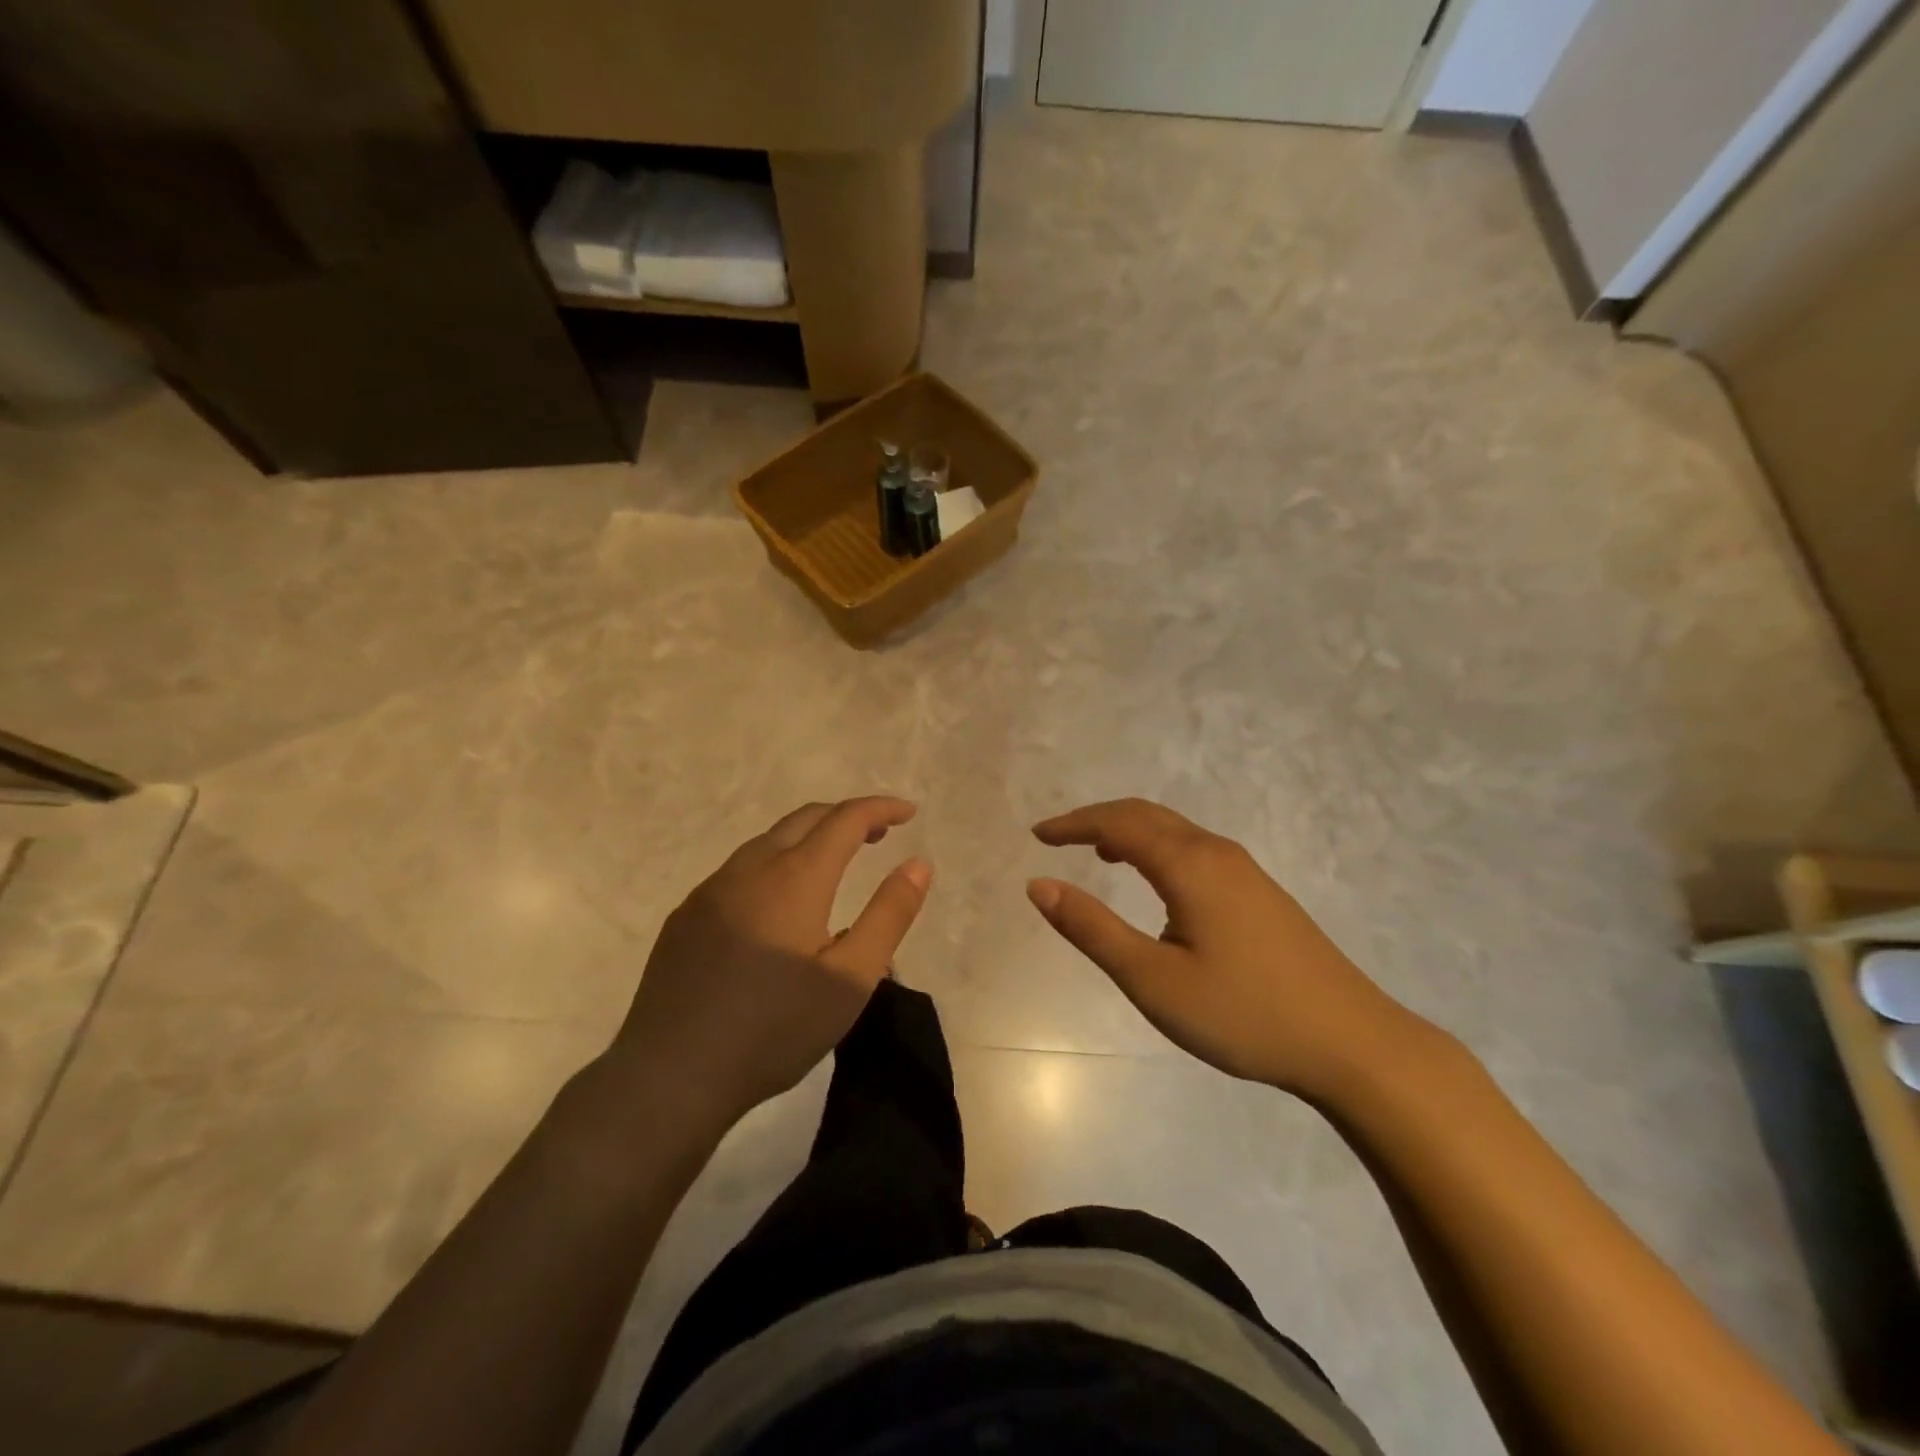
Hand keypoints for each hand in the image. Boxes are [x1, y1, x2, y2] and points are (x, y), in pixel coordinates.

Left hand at [606, 797, 931, 1136]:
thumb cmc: (775, 1029)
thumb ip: (890, 914)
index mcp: (795, 877)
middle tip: (878, 835)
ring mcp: (711, 890)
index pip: (846, 819)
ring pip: (768, 841)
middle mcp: (750, 868)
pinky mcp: (686, 916)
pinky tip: (778, 904)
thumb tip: (919, 863)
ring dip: (808, 838)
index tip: (908, 812)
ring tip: (834, 864)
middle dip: (846, 816)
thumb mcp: (851, 979)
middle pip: (804, 818)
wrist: (672, 1075)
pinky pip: (739, 870)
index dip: (881, 808)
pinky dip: (774, 863)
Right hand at [1028, 798, 1430, 1097]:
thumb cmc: (1243, 1013)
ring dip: (1130, 832)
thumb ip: (1092, 929)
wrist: (1353, 1043)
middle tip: (1058, 838)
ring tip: (1098, 854)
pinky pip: (1195, 850)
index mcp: (1189, 864)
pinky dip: (1158, 849)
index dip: (1074, 824)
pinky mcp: (1261, 893)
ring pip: (1174, 831)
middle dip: (1098, 820)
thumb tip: (1039, 884)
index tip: (1037, 835)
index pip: (1118, 823)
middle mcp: (1217, 853)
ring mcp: (1245, 871)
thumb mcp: (1153, 979)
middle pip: (1147, 815)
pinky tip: (1155, 884)